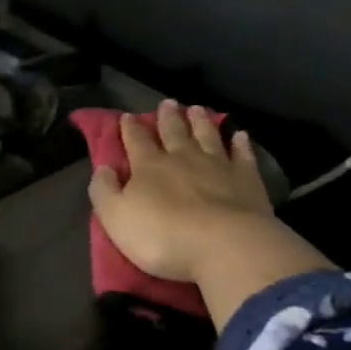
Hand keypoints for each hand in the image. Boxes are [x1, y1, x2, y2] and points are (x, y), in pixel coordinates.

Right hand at [88, 100, 279, 281]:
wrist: (225, 246)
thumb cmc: (163, 236)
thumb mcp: (116, 218)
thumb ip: (104, 190)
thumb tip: (103, 167)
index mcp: (149, 166)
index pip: (136, 140)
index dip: (130, 128)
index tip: (127, 115)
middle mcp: (182, 158)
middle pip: (174, 131)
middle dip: (167, 117)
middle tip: (167, 102)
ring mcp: (218, 165)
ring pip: (207, 136)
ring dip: (200, 122)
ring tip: (196, 109)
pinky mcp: (247, 179)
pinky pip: (242, 155)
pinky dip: (240, 143)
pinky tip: (240, 135)